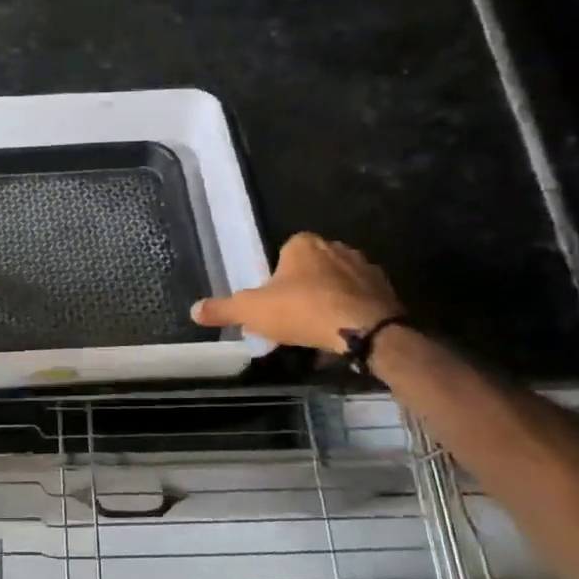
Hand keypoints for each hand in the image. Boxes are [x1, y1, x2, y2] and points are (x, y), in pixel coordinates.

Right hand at [191, 233, 402, 348]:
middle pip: (310, 269)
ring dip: (326, 301)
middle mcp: (335, 246)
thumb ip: (223, 309)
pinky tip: (340, 335)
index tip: (271, 304)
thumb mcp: (252, 311)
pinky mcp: (385, 289)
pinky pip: (359, 299)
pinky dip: (349, 313)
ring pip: (336, 284)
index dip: (275, 280)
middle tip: (291, 320)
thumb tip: (194, 310)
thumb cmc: (303, 311)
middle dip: (301, 290)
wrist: (366, 330)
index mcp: (303, 244)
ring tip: (316, 332)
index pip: (283, 254)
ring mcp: (364, 266)